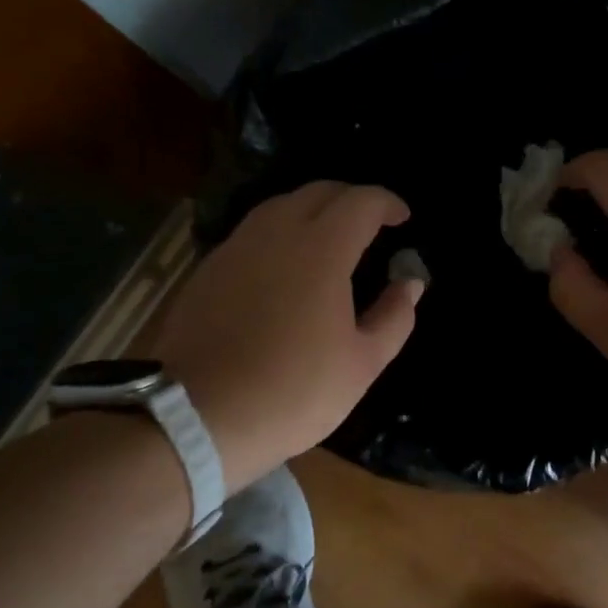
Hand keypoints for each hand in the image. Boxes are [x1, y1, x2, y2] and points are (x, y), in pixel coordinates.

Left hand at [154, 182, 421, 491]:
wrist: (197, 416)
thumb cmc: (293, 391)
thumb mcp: (362, 364)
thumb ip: (394, 316)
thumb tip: (410, 283)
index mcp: (321, 249)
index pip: (361, 202)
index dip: (387, 203)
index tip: (403, 218)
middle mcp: (276, 233)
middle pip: (319, 191)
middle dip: (352, 199)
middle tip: (371, 223)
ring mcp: (236, 247)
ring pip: (280, 206)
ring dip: (313, 210)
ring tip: (330, 239)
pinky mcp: (208, 268)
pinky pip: (253, 232)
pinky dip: (280, 233)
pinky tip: (285, 265)